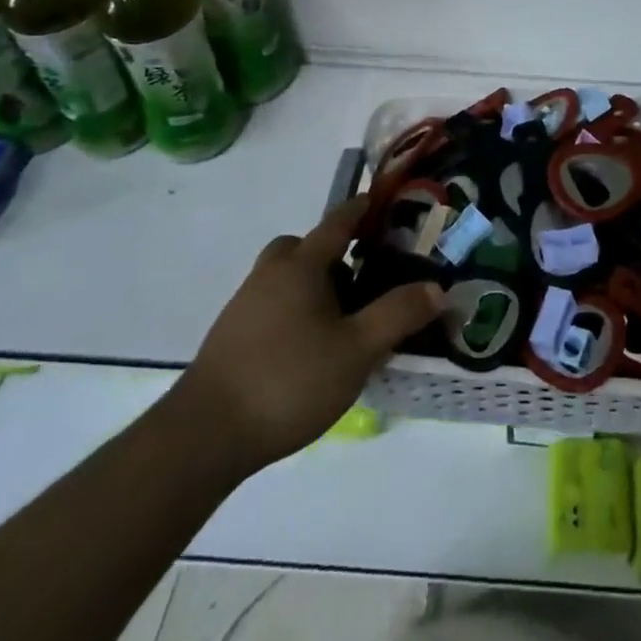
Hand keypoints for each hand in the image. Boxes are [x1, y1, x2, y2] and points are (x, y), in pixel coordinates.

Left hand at [169, 197, 444, 476]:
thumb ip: (398, 314)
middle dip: (333, 252)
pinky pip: (272, 306)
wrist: (202, 438)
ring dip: (313, 285)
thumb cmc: (288, 380)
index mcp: (302, 265)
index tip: (383, 201)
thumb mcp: (357, 350)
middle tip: (362, 275)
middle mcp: (271, 275)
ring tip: (343, 320)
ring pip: (286, 278)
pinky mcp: (231, 339)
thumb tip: (437, 287)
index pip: (338, 221)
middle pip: (304, 247)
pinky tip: (310, 349)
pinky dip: (294, 312)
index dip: (362, 209)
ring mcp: (245, 307)